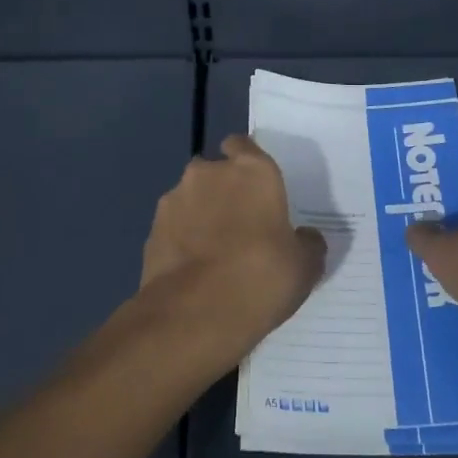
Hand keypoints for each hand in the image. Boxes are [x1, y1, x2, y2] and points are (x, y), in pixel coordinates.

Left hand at [138, 134, 326, 371]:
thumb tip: (305, 238)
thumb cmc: (262, 276)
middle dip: (222, 191)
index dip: (246, 162)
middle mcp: (209, 173)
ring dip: (199, 215)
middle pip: (214, 172)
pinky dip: (180, 241)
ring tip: (212, 254)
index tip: (254, 186)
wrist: (195, 313)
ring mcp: (175, 199)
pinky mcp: (151, 230)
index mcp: (253, 170)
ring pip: (190, 199)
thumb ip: (306, 243)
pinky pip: (172, 228)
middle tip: (238, 226)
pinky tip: (193, 271)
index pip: (243, 145)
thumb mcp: (304, 266)